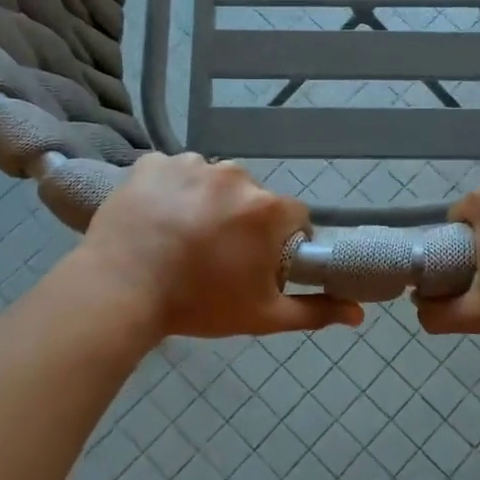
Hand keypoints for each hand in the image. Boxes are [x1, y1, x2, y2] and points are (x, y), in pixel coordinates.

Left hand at [74, 154, 362, 340]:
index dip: (281, 243)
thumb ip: (314, 311)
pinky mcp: (153, 163)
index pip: (294, 218)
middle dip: (242, 222)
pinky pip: (172, 174)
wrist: (120, 292)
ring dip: (205, 204)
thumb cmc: (198, 304)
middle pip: (252, 198)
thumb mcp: (263, 315)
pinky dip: (169, 192)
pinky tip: (155, 220)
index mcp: (267, 209)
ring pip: (212, 183)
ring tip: (179, 238)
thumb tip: (360, 313)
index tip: (258, 264)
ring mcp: (190, 164)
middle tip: (214, 256)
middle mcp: (235, 175)